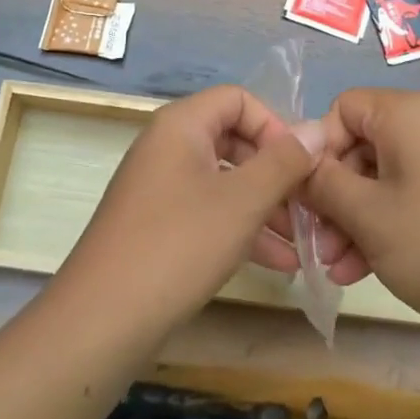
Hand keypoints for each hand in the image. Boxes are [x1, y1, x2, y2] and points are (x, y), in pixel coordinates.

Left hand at [57, 85, 322, 337]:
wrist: (102, 319)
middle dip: (276, 172)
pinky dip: (241, 228)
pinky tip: (278, 263)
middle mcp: (167, 146)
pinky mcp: (157, 224)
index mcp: (181, 125)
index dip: (274, 126)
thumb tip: (318, 129)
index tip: (300, 165)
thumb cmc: (178, 244)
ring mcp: (159, 187)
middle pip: (234, 140)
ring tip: (303, 243)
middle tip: (308, 205)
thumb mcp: (242, 201)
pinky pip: (208, 211)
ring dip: (265, 206)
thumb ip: (284, 162)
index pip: (238, 99)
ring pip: (225, 181)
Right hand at [303, 89, 419, 340]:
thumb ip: (321, 182)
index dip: (318, 148)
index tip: (306, 195)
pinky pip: (408, 196)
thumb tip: (296, 161)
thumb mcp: (366, 214)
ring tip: (335, 268)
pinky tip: (362, 270)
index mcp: (408, 114)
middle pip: (361, 146)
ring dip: (352, 218)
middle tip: (316, 243)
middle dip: (333, 195)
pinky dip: (383, 225)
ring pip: (382, 178)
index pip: (343, 109)